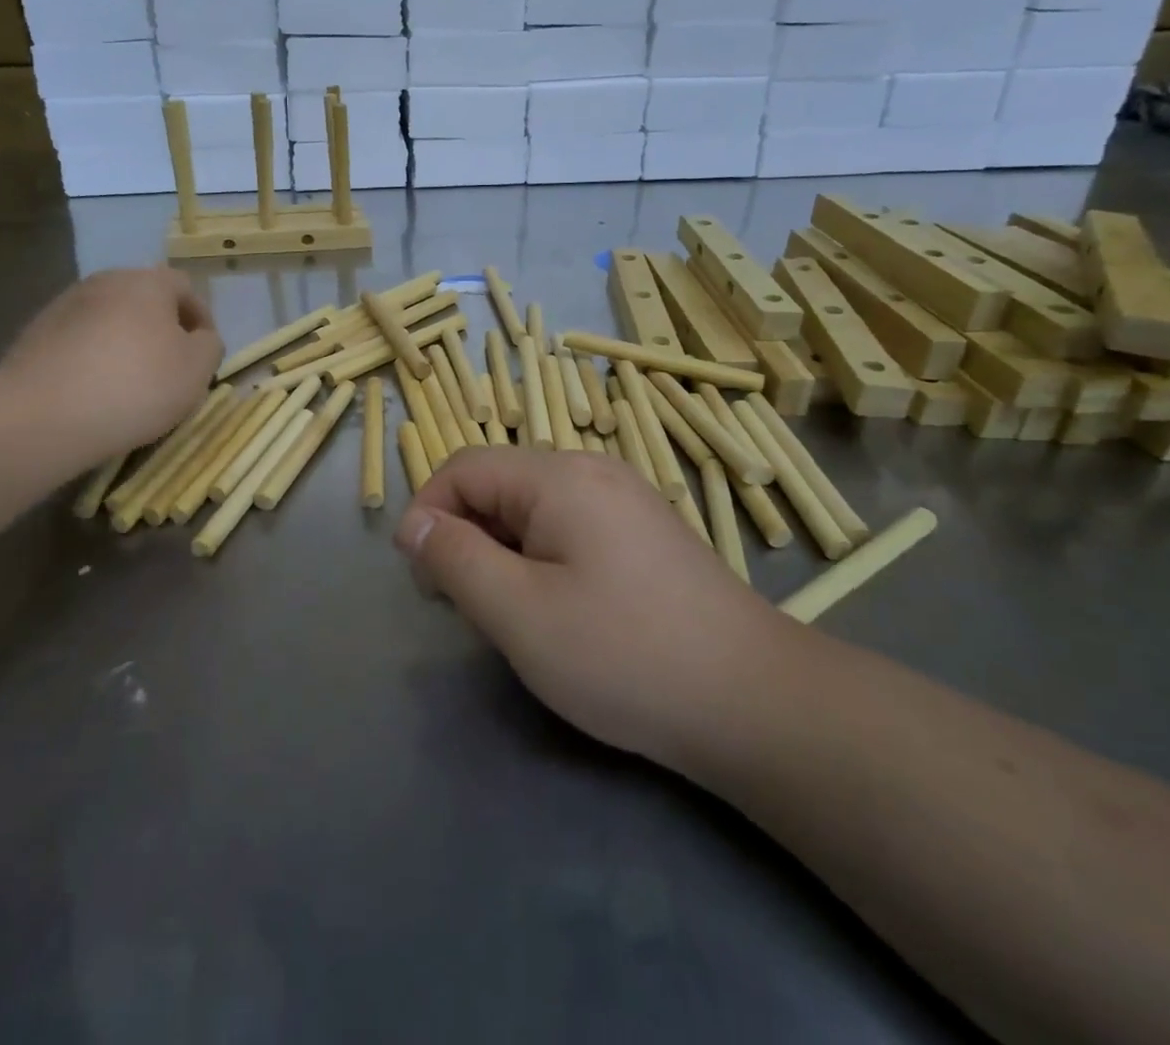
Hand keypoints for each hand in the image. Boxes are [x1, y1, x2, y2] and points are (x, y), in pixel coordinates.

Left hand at [0, 267, 221, 462]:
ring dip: (125, 343)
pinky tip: (94, 392)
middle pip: (144, 300)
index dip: (202, 319)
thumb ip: (209, 346)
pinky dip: (93, 359)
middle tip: (170, 369)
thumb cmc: (135, 385)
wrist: (42, 415)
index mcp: (147, 281)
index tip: (204, 355)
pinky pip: (79, 342)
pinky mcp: (35, 335)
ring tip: (130, 385)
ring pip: (109, 320)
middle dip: (161, 330)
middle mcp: (105, 281)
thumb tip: (199, 338)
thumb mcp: (197, 369)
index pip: (185, 287)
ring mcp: (64, 306)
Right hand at [395, 447, 793, 777]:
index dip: (428, 513)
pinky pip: (569, 527)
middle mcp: (593, 471)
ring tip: (511, 614)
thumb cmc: (624, 654)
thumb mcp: (518, 612)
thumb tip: (415, 524)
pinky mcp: (644, 532)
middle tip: (465, 607)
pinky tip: (559, 610)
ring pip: (532, 509)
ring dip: (502, 551)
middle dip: (466, 536)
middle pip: (499, 484)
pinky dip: (541, 558)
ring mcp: (625, 499)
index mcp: (559, 476)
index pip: (464, 467)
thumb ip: (455, 559)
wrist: (754, 703)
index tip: (419, 577)